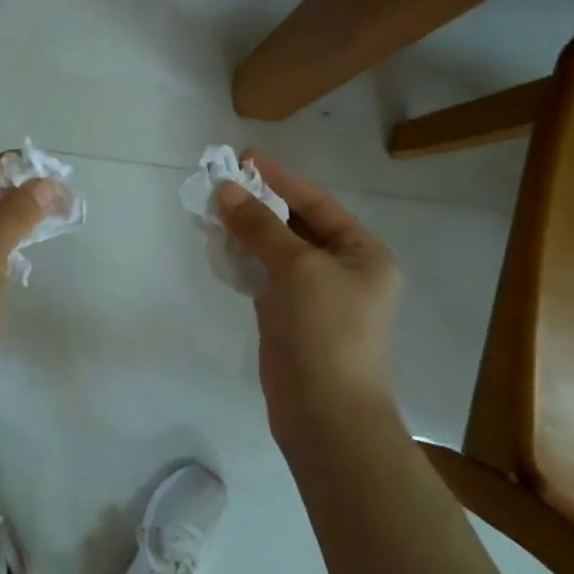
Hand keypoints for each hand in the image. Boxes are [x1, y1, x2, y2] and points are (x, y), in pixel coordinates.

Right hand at [215, 152, 401, 429]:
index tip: (242, 158)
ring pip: (275, 251)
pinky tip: (218, 247)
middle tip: (218, 183)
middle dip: (257, 204)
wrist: (326, 415)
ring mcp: (314, 296)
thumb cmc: (326, 331)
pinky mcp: (288, 318)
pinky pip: (263, 277)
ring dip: (246, 231)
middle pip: (295, 224)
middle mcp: (342, 270)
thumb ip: (260, 226)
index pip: (316, 203)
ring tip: (210, 209)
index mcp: (362, 253)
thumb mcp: (297, 268)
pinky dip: (243, 260)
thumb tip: (224, 188)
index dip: (279, 179)